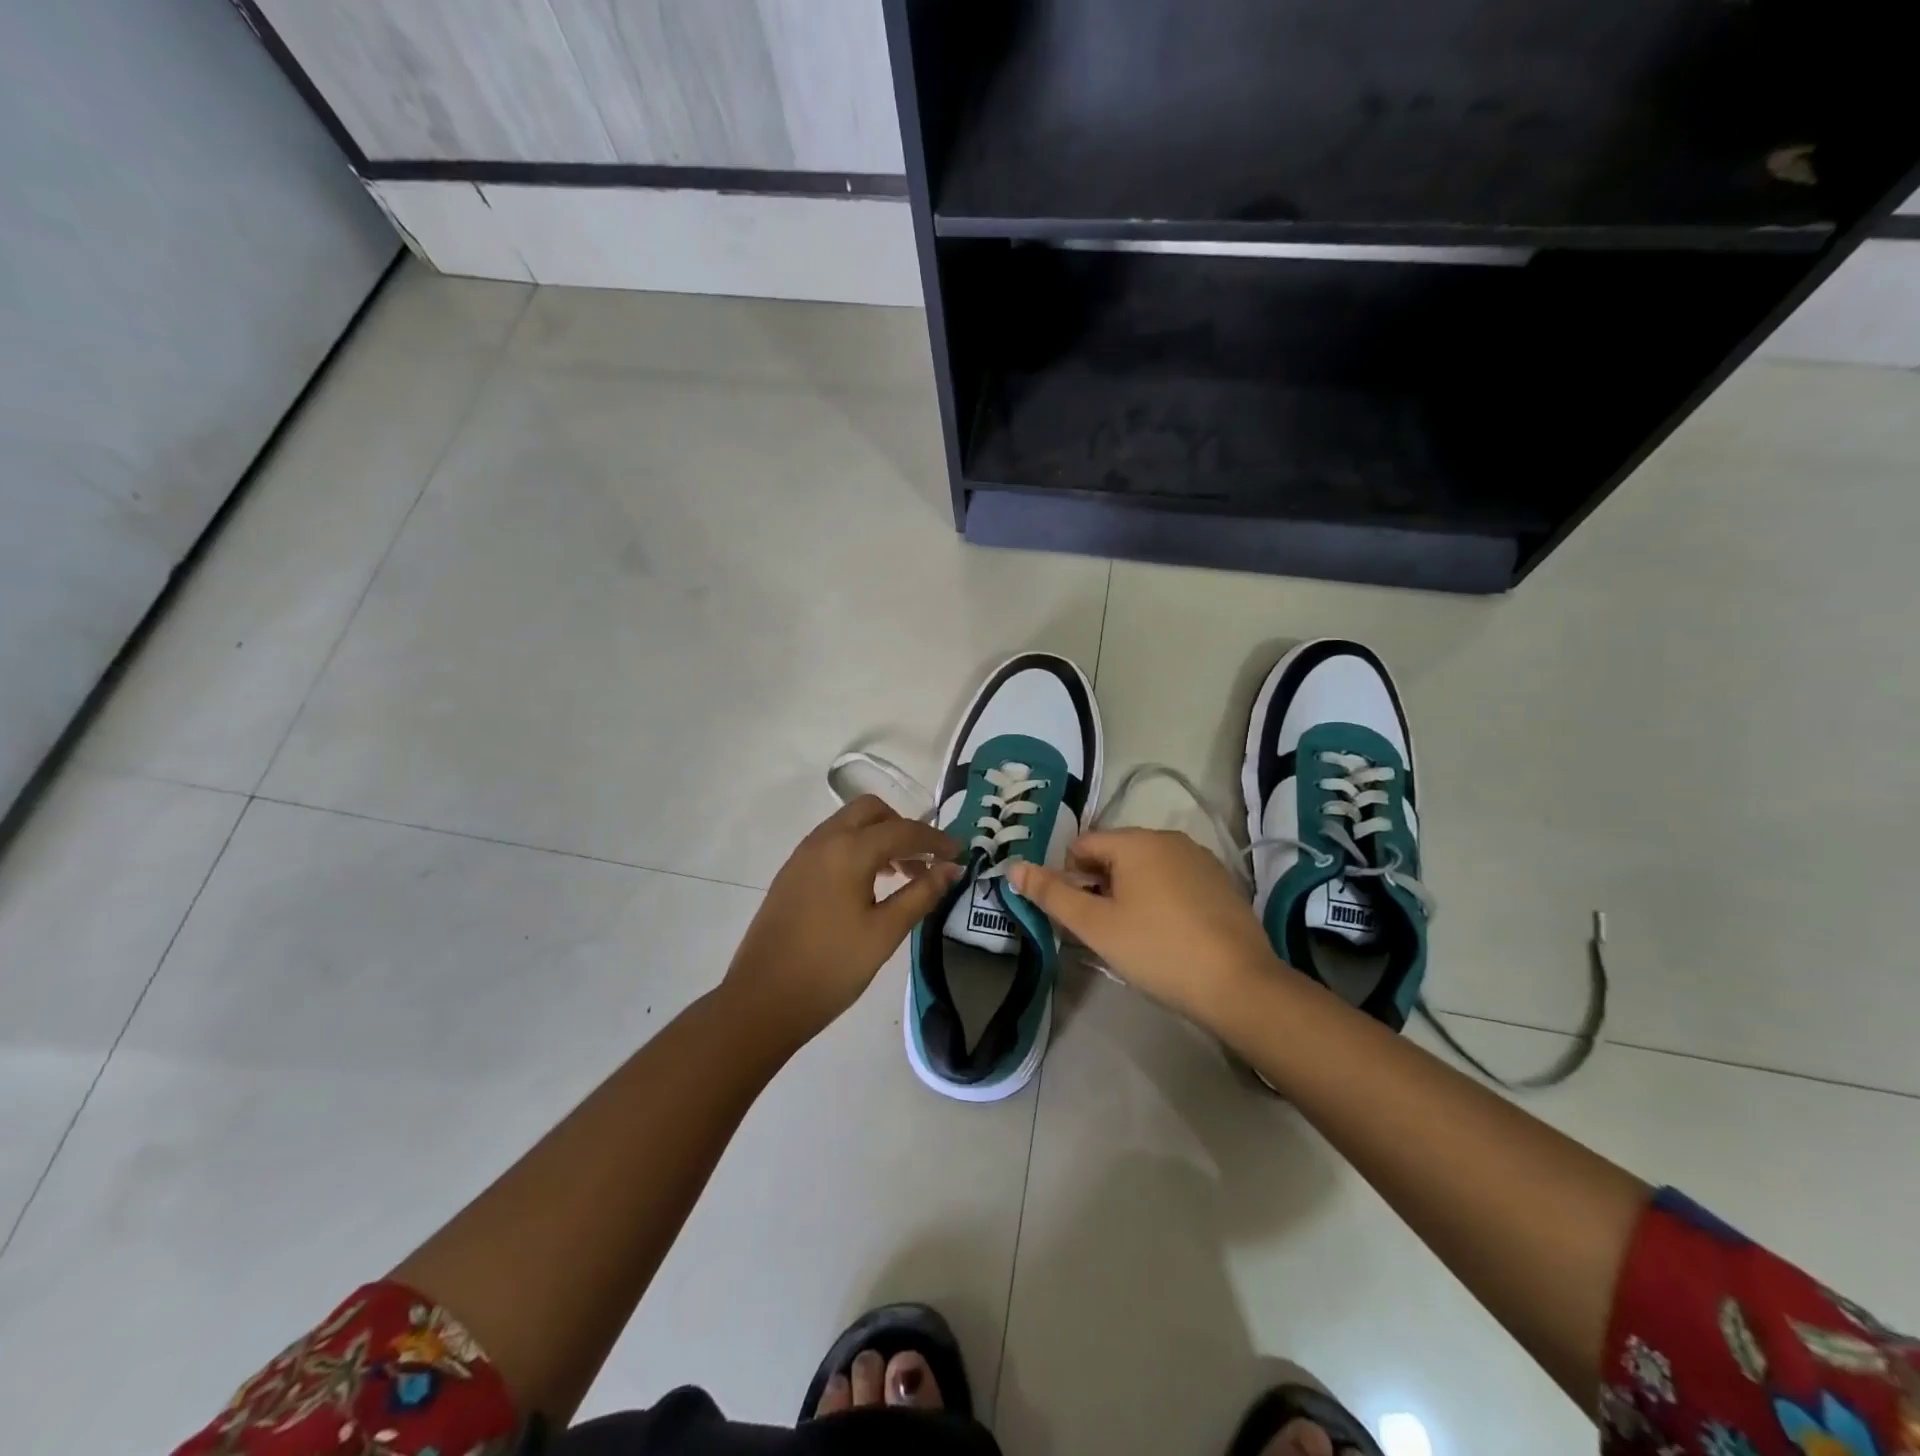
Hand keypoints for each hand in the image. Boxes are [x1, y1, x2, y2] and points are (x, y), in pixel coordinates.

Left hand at [723, 796, 960, 1050]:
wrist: (762, 1001)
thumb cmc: (831, 967)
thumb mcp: (885, 932)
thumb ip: (921, 894)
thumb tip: (952, 868)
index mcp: (849, 850)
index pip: (903, 830)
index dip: (936, 840)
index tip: (959, 854)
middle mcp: (823, 840)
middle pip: (871, 811)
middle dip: (903, 827)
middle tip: (924, 861)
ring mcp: (802, 855)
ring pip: (849, 824)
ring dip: (879, 837)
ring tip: (901, 876)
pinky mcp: (791, 873)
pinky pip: (832, 842)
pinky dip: (857, 848)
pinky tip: (868, 885)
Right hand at [1008, 828, 1279, 1030]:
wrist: (1239, 985)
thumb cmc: (1157, 950)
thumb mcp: (1096, 925)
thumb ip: (1051, 893)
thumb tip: (1012, 866)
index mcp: (1136, 841)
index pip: (1082, 845)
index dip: (1069, 879)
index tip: (1079, 917)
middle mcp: (1169, 838)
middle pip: (1114, 854)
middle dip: (1100, 886)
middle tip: (1104, 931)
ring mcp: (1200, 859)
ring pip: (1145, 868)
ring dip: (1129, 894)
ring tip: (1135, 937)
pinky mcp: (1222, 883)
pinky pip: (1175, 881)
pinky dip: (1161, 900)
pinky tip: (1168, 936)